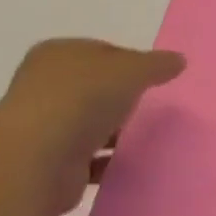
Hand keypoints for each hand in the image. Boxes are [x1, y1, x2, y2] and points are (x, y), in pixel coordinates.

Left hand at [0, 39, 184, 214]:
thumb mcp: (131, 71)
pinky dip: (105, 160)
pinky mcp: (46, 160)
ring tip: (144, 138)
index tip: (154, 79)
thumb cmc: (82, 100)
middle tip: (151, 107)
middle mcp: (43, 84)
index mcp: (57, 54)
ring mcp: (41, 124)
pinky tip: (127, 164)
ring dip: (113, 131)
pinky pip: (85, 156)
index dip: (130, 62)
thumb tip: (178, 60)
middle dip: (121, 97)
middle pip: (93, 87)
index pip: (101, 51)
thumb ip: (156, 64)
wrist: (37, 159)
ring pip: (88, 122)